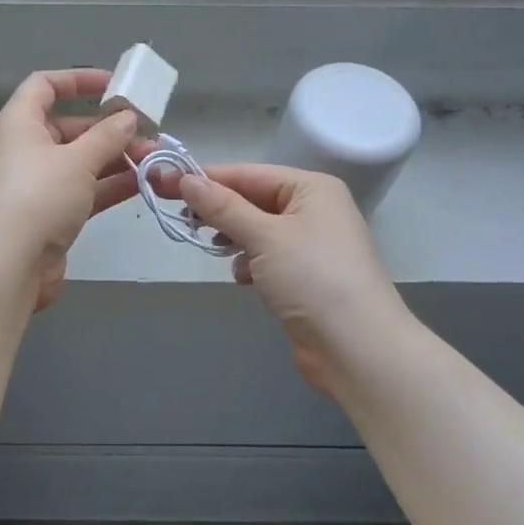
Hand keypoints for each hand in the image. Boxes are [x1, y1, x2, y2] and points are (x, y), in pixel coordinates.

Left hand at [0, 69, 138, 310]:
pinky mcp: (48, 215)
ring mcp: (36, 185)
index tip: (115, 85)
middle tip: (148, 132)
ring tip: (155, 159)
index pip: (44, 86)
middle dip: (110, 129)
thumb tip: (128, 118)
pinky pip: (83, 191)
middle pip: (69, 127)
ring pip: (80, 162)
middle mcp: (24, 150)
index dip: (78, 80)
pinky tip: (143, 184)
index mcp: (19, 123)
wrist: (7, 265)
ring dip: (116, 159)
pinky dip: (109, 186)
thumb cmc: (38, 196)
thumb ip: (107, 137)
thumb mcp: (77, 160)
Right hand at [171, 164, 406, 398]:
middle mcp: (314, 210)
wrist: (359, 350)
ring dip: (234, 239)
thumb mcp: (264, 236)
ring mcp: (312, 245)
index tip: (164, 182)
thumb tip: (185, 179)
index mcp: (312, 188)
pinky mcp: (306, 277)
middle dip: (219, 211)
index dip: (206, 178)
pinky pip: (267, 258)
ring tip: (213, 249)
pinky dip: (250, 264)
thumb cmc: (313, 279)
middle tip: (181, 219)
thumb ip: (223, 207)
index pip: (248, 174)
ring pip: (257, 230)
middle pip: (252, 200)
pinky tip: (243, 278)